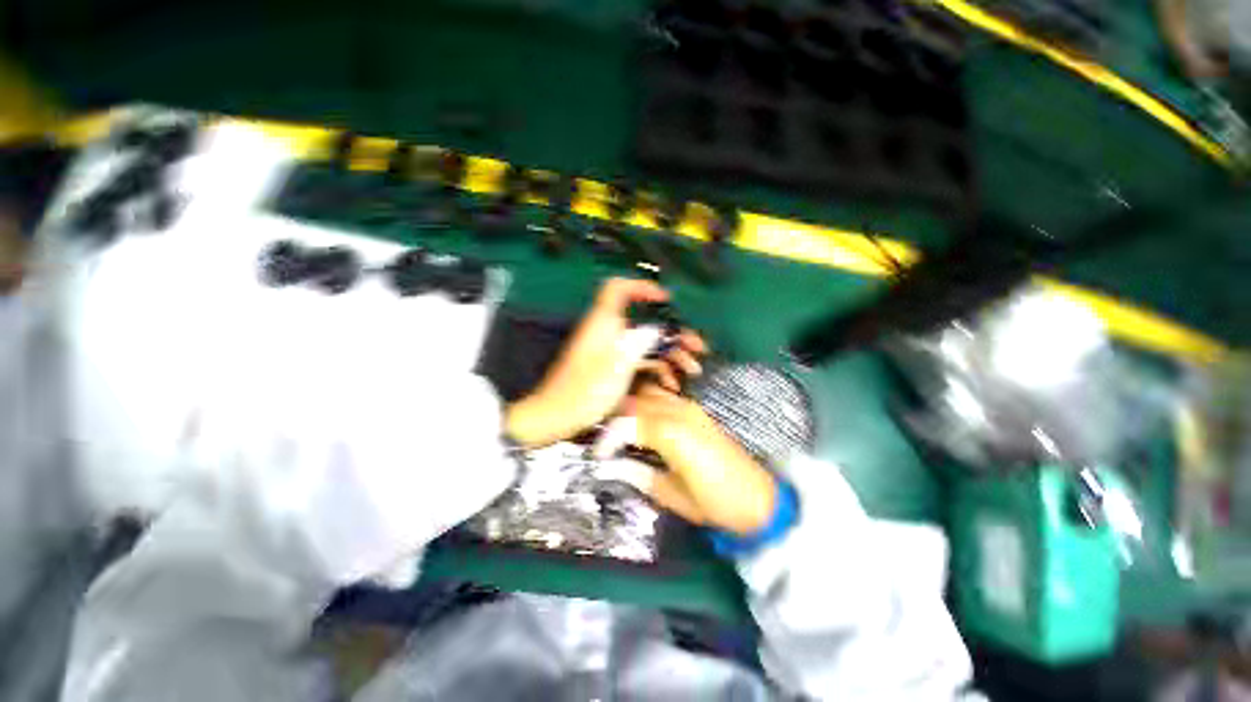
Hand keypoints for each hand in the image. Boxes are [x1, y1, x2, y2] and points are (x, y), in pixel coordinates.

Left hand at [504, 278, 705, 447]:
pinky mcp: (611, 366)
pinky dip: (656, 367)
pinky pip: (639, 359)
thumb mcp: (616, 366)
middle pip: (644, 322)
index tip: (665, 299)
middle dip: (672, 333)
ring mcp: (610, 350)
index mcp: (603, 323)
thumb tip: (657, 329)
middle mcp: (607, 332)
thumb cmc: (583, 392)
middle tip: (696, 346)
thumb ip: (638, 343)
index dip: (642, 287)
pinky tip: (671, 383)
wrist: (556, 416)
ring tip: (693, 368)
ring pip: (645, 343)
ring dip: (670, 353)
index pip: (619, 288)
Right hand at [605, 385, 778, 535]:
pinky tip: (642, 423)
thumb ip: (639, 475)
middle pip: (636, 402)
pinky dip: (646, 405)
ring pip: (648, 394)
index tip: (597, 454)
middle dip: (615, 419)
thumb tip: (611, 465)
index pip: (628, 423)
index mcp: (672, 434)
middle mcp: (679, 412)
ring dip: (631, 408)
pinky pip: (662, 397)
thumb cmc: (715, 503)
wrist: (757, 498)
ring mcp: (689, 407)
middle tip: (605, 442)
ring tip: (621, 431)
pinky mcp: (695, 410)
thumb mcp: (672, 496)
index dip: (608, 437)